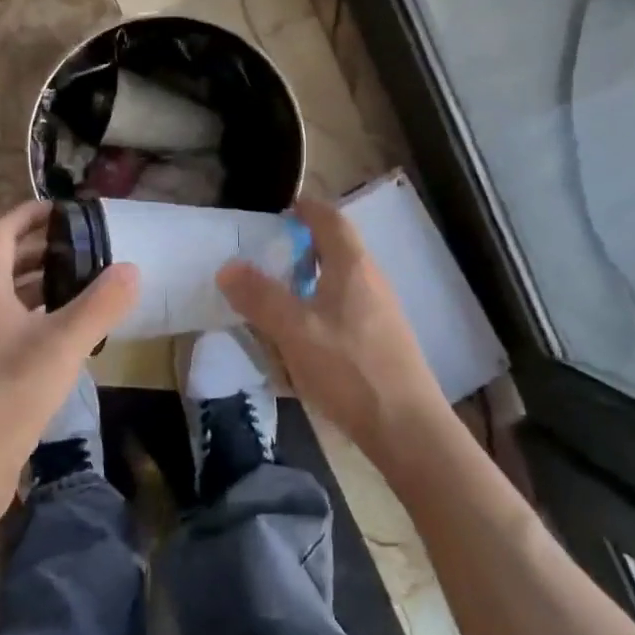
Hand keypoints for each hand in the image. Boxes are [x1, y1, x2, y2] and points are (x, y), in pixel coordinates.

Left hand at [0, 201, 138, 523]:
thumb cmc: (10, 394)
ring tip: (82, 280)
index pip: (0, 234)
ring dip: (41, 283)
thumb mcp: (63, 344)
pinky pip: (15, 327)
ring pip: (10, 298)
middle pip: (4, 264)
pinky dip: (41, 316)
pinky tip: (70, 332)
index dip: (27, 215)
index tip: (62, 209)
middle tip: (82, 244)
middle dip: (40, 247)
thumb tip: (131, 268)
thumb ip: (100, 305)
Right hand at [217, 196, 444, 480]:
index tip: (282, 207)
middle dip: (304, 245)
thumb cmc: (349, 369)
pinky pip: (346, 308)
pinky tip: (303, 335)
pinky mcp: (383, 341)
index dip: (307, 209)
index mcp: (353, 267)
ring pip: (342, 281)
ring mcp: (382, 312)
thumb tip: (228, 267)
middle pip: (338, 249)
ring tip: (279, 294)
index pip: (330, 220)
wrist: (406, 427)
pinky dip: (321, 306)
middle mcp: (372, 281)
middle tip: (269, 253)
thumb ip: (260, 297)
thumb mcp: (294, 330)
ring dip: (311, 278)